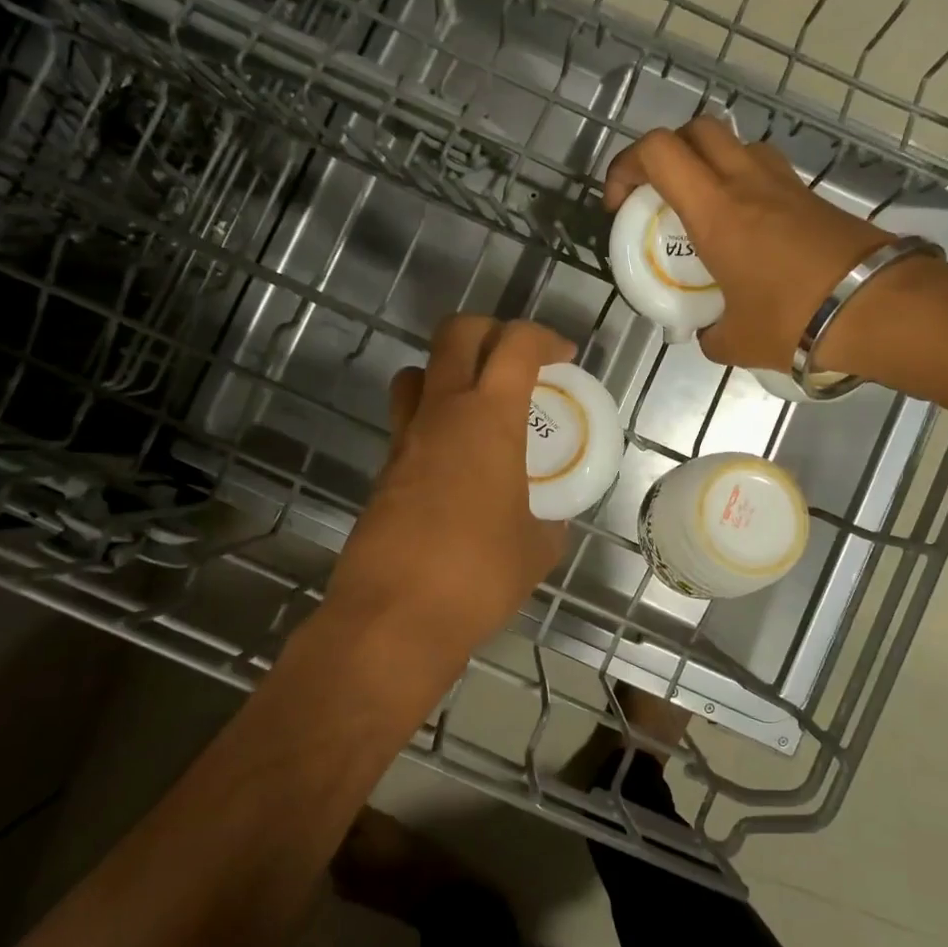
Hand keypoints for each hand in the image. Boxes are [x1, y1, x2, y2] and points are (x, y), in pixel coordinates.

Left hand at [328, 315, 574, 665]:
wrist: (394, 616)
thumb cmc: (479, 575)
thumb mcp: (537, 548)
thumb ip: (549, 520)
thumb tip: (549, 517)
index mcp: (489, 418)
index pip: (516, 345)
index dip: (544, 338)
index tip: (563, 357)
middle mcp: (442, 412)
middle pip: (455, 334)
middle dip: (490, 330)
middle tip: (516, 359)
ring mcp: (405, 438)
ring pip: (417, 371)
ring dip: (448, 370)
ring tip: (478, 402)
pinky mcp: (385, 469)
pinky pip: (407, 420)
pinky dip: (433, 418)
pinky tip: (455, 460)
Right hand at [603, 117, 896, 370]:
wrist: (877, 308)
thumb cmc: (793, 321)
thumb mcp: (734, 341)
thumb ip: (709, 333)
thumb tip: (707, 333)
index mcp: (715, 211)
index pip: (658, 151)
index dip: (626, 165)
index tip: (620, 206)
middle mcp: (746, 182)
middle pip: (695, 130)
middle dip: (666, 154)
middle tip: (659, 196)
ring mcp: (784, 183)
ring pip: (734, 144)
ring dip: (708, 164)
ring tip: (703, 210)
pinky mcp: (811, 196)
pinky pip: (765, 170)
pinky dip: (743, 185)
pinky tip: (746, 229)